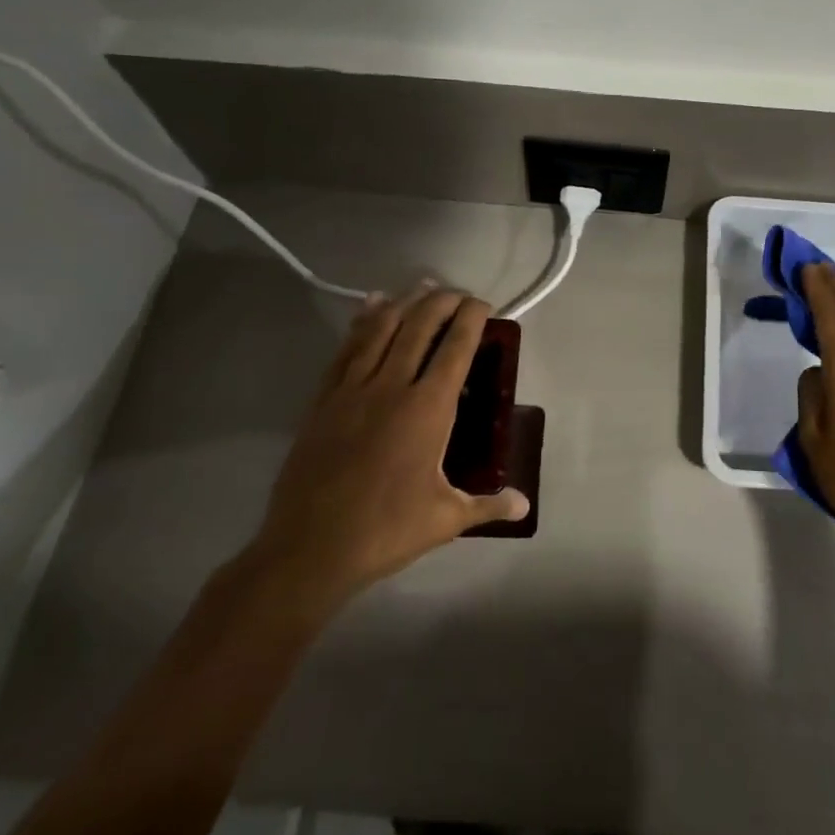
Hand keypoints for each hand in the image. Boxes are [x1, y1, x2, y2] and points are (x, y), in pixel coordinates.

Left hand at [246, 284, 528, 609]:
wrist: (310, 548)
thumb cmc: (386, 531)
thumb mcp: (446, 519)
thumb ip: (489, 505)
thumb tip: (525, 505)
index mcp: (428, 409)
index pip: (456, 348)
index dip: (471, 319)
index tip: (483, 305)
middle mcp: (392, 387)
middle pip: (419, 327)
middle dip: (442, 302)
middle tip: (458, 294)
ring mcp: (353, 389)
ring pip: (381, 329)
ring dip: (404, 303)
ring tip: (421, 287)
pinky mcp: (324, 400)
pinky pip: (346, 349)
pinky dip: (362, 322)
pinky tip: (370, 308)